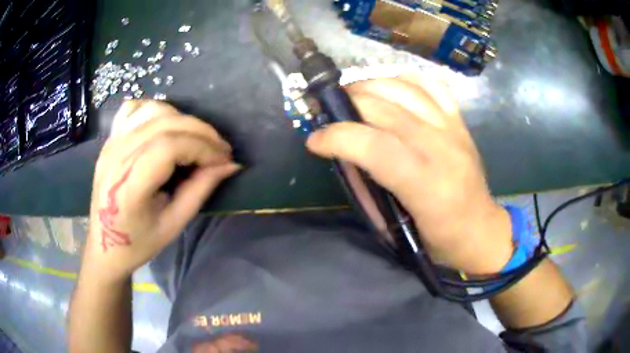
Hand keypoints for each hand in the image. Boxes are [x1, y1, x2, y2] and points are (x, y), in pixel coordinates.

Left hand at [84, 100, 239, 282]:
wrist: (105, 244)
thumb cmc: (138, 242)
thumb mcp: (174, 224)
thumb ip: (200, 189)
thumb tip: (229, 165)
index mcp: (129, 185)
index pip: (170, 147)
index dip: (203, 148)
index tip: (224, 160)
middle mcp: (117, 155)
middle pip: (165, 123)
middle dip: (201, 132)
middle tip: (220, 149)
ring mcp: (111, 143)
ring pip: (153, 110)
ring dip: (181, 119)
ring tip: (195, 139)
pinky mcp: (110, 139)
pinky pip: (134, 108)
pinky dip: (155, 110)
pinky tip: (165, 126)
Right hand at [306, 75, 512, 273]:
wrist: (480, 230)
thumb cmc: (438, 239)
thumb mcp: (394, 227)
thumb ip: (366, 186)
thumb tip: (341, 153)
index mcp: (426, 185)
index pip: (374, 146)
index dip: (337, 137)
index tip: (314, 140)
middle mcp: (441, 148)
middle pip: (384, 108)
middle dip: (345, 104)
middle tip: (326, 113)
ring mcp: (453, 128)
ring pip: (404, 87)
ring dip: (368, 85)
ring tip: (349, 95)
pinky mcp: (460, 121)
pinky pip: (429, 84)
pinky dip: (402, 78)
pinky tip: (387, 86)